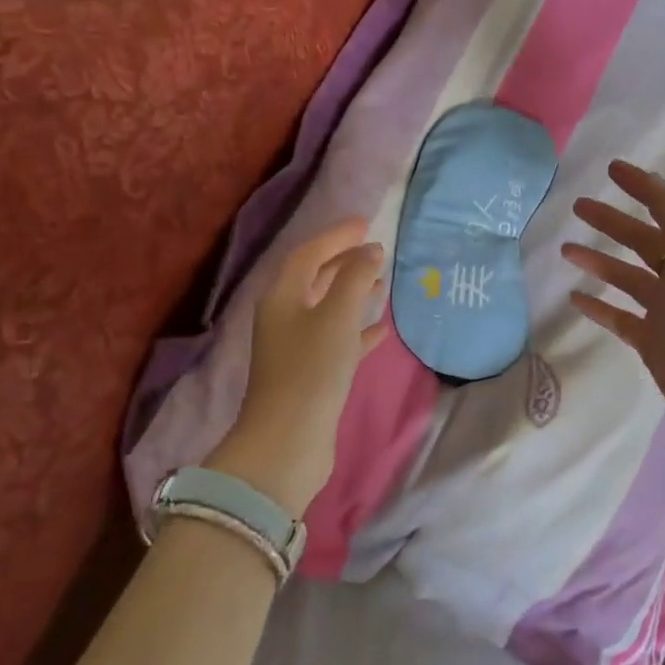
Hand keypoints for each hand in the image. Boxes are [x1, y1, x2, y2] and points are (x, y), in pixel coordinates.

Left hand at [212, 218, 387, 515]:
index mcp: (282, 297)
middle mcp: (284, 317)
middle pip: (315, 278)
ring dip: (353, 293)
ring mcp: (296, 347)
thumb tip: (372, 250)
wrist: (288, 441)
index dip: (336, 236)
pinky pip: (337, 340)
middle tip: (376, 249)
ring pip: (327, 309)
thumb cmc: (311, 369)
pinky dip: (358, 329)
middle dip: (344, 261)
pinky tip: (381, 328)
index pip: (308, 253)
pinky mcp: (311, 374)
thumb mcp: (336, 316)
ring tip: (382, 282)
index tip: (366, 223)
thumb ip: (355, 278)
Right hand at [562, 162, 664, 507]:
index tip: (611, 169)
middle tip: (578, 206)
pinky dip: (599, 305)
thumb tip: (651, 178)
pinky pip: (620, 316)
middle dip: (612, 222)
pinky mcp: (652, 342)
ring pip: (627, 277)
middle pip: (643, 240)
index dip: (642, 187)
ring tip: (566, 250)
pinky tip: (575, 297)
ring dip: (599, 261)